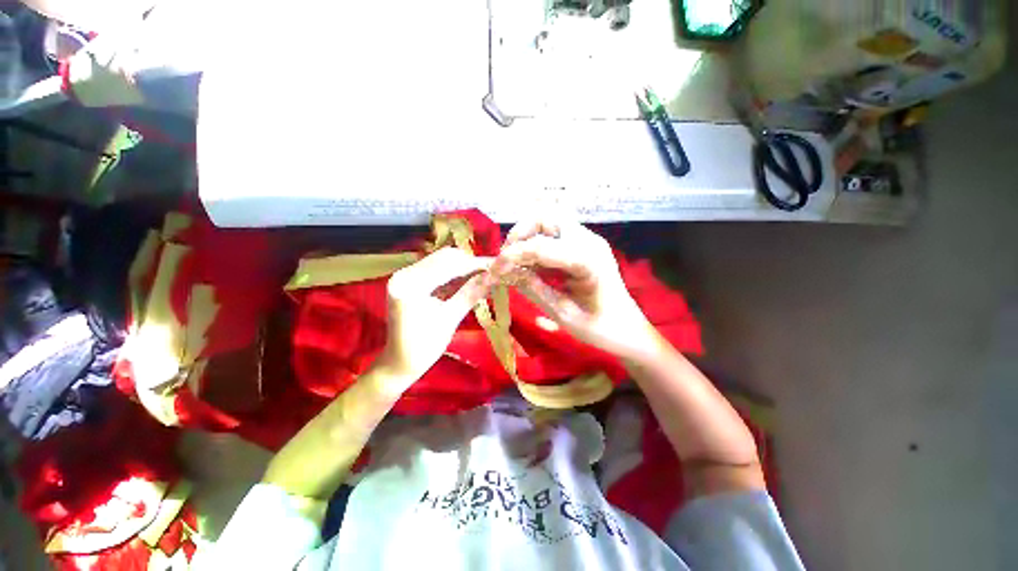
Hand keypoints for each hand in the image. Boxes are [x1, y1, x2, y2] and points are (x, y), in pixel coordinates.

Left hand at [376, 247, 492, 382]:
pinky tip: (468, 280)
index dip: (474, 264)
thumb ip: (471, 293)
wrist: (399, 363)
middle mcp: (404, 274)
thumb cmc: (424, 348)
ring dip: (463, 267)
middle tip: (492, 272)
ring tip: (483, 276)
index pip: (448, 264)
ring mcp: (405, 275)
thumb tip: (494, 276)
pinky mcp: (409, 280)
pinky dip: (453, 273)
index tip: (497, 266)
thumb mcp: (450, 319)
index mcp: (411, 285)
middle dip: (470, 263)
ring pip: (441, 261)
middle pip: (444, 257)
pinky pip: (435, 269)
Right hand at [493, 220, 657, 360]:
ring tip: (515, 262)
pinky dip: (537, 243)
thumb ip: (534, 289)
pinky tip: (531, 264)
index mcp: (587, 260)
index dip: (512, 255)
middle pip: (545, 217)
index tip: (493, 271)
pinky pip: (555, 233)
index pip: (540, 246)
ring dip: (527, 236)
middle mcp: (588, 241)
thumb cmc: (600, 328)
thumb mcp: (563, 314)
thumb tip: (505, 272)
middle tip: (506, 260)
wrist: (628, 329)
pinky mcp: (585, 244)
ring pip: (549, 220)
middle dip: (519, 235)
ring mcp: (588, 239)